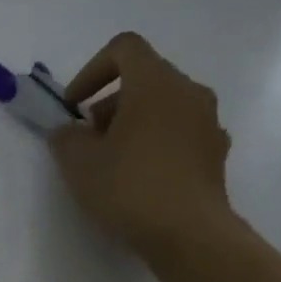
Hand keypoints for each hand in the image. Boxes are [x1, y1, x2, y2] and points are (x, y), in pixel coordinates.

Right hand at [48, 31, 233, 258]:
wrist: (189, 233)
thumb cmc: (130, 187)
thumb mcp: (79, 163)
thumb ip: (65, 138)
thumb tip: (68, 132)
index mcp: (156, 83)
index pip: (124, 48)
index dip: (91, 70)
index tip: (74, 105)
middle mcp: (189, 93)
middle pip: (144, 79)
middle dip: (109, 104)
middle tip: (88, 140)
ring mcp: (208, 123)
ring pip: (163, 107)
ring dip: (132, 125)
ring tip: (111, 163)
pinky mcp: (215, 153)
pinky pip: (178, 134)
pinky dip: (155, 144)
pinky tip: (139, 180)